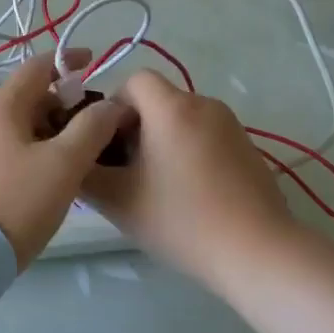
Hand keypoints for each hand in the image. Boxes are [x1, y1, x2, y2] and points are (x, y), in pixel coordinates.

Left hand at [0, 53, 132, 265]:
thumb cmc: (17, 202)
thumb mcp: (64, 164)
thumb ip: (92, 127)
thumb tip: (112, 103)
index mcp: (1, 107)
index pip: (37, 67)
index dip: (67, 61)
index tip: (93, 61)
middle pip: (26, 97)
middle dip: (61, 102)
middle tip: (92, 122)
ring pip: (15, 126)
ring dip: (46, 128)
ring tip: (73, 153)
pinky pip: (3, 149)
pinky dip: (28, 148)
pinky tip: (43, 175)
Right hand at [81, 71, 304, 290]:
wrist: (257, 252)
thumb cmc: (181, 220)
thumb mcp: (118, 201)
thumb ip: (85, 174)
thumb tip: (76, 159)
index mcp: (171, 107)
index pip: (134, 80)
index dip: (113, 106)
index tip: (107, 144)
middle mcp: (204, 104)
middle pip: (158, 101)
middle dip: (135, 128)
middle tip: (124, 171)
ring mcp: (232, 126)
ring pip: (182, 120)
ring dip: (162, 142)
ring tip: (155, 187)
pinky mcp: (249, 148)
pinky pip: (206, 137)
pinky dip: (189, 153)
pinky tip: (189, 196)